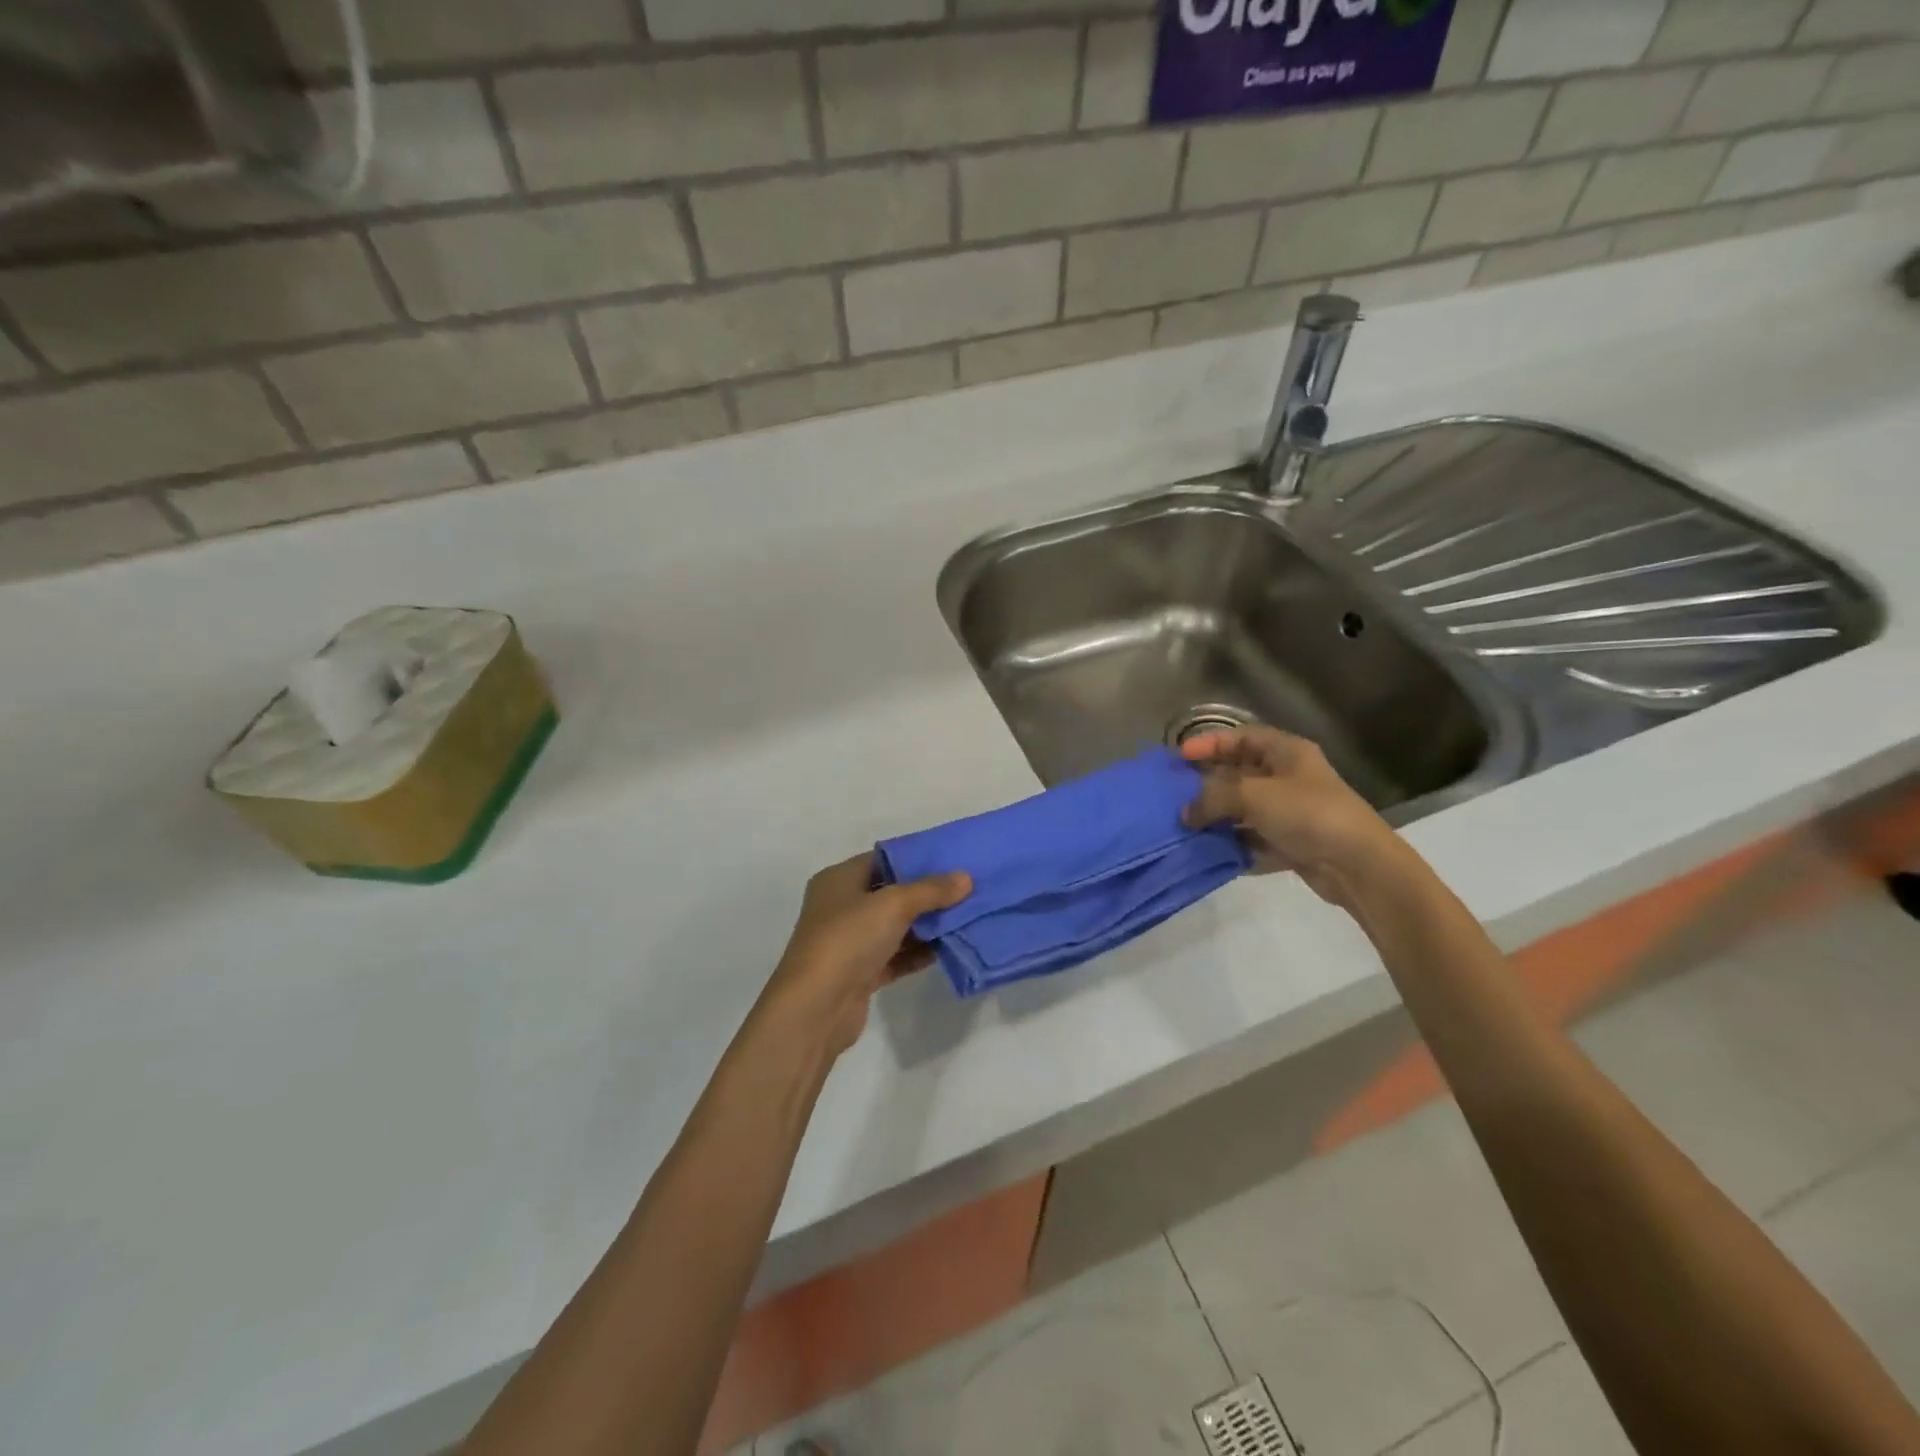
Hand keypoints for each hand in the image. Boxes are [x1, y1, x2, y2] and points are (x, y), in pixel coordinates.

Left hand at [758, 853, 971, 1059]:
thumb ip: (931, 890)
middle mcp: (841, 906)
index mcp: (839, 879)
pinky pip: (896, 956)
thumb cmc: (849, 939)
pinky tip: (948, 948)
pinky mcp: (860, 973)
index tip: (952, 860)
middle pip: (891, 893)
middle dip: (927, 893)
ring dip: (927, 925)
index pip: (882, 859)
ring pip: (895, 926)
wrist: (816, 1008)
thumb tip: (965, 878)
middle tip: (966, 890)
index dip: (916, 858)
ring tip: (966, 917)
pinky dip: (918, 952)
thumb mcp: (894, 904)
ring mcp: (850, 942)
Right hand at [1181, 726, 1399, 909]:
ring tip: (1185, 824)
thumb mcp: (1253, 795)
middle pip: (1240, 773)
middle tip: (1176, 793)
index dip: (1210, 743)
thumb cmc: (1307, 814)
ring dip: (1217, 817)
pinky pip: (1253, 838)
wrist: (1358, 865)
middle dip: (1208, 783)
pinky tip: (1209, 850)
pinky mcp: (1292, 843)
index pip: (1242, 737)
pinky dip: (1233, 843)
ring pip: (1244, 808)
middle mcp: (1289, 777)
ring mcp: (1291, 812)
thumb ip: (1212, 798)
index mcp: (1287, 752)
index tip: (1180, 756)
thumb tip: (1184, 812)